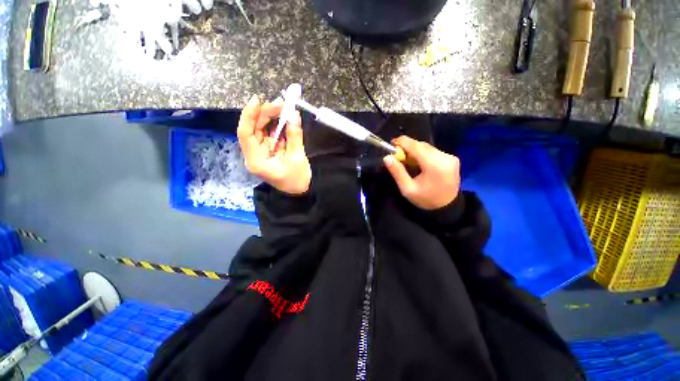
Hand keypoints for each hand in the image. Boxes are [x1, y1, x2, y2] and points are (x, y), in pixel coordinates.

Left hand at [237, 95, 311, 194]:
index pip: (245, 133)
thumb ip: (294, 135)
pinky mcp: (269, 151)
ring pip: (261, 130)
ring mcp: (262, 153)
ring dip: (271, 118)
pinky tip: (284, 119)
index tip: (257, 100)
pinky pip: (270, 135)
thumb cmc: (297, 179)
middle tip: (281, 104)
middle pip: (254, 129)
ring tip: (284, 108)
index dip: (249, 115)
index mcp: (256, 160)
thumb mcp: (297, 157)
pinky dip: (277, 126)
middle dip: (265, 114)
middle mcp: (255, 155)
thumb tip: (294, 114)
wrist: (300, 192)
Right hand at [383, 136, 460, 209]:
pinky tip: (418, 162)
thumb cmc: (425, 199)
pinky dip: (423, 153)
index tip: (392, 143)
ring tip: (407, 159)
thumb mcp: (407, 189)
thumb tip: (387, 158)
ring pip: (428, 147)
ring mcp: (450, 157)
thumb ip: (397, 172)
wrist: (447, 207)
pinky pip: (433, 151)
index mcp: (434, 165)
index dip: (402, 142)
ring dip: (415, 150)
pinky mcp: (452, 158)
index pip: (416, 146)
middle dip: (408, 147)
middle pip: (422, 145)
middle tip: (397, 154)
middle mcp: (445, 157)